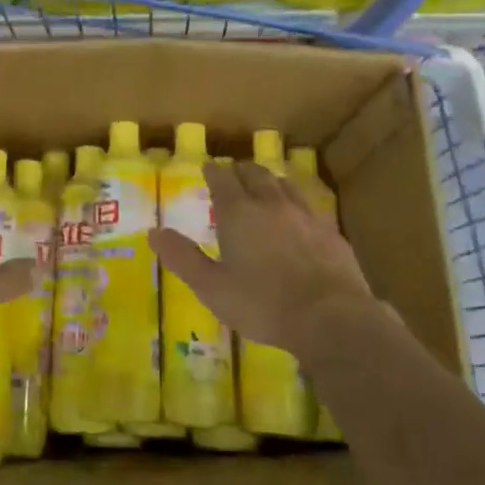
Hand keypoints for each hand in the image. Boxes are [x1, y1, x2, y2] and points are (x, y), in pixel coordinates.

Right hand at [149, 160, 372, 361]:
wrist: (330, 317)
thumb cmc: (263, 304)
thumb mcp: (212, 287)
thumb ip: (183, 258)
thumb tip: (153, 231)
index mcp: (239, 213)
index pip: (223, 179)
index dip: (213, 171)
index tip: (208, 167)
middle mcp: (272, 204)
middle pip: (255, 174)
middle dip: (241, 170)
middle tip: (234, 173)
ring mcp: (305, 215)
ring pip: (284, 184)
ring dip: (270, 181)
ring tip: (265, 185)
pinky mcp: (330, 231)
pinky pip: (309, 205)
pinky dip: (296, 202)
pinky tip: (299, 215)